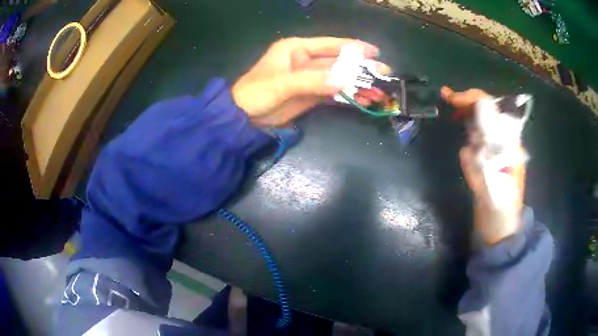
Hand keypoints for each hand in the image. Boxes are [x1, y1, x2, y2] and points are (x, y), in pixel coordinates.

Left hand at [232, 37, 389, 126]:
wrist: (243, 117)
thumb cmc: (256, 92)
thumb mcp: (282, 84)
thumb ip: (312, 81)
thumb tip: (344, 82)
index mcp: (297, 49)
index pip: (330, 44)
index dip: (353, 47)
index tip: (374, 52)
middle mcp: (306, 60)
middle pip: (338, 62)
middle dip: (360, 68)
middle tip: (383, 72)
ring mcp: (310, 78)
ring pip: (338, 78)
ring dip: (357, 84)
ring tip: (378, 90)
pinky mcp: (311, 95)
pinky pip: (332, 93)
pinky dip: (347, 96)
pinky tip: (362, 100)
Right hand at [442, 86, 525, 244]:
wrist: (501, 230)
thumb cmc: (500, 215)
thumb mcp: (492, 195)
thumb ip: (481, 173)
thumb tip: (466, 151)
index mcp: (511, 147)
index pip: (495, 113)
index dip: (475, 101)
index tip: (454, 99)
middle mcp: (506, 144)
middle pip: (490, 113)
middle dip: (469, 101)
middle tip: (447, 96)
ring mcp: (498, 151)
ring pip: (485, 122)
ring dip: (468, 110)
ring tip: (450, 104)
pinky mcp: (490, 159)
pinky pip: (480, 136)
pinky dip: (468, 125)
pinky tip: (459, 121)